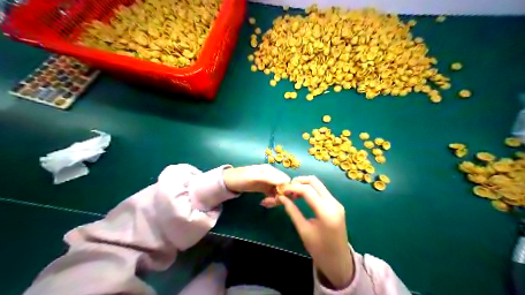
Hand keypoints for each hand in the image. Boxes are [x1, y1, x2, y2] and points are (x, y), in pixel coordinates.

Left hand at [220, 163, 288, 204]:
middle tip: (271, 203)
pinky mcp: (266, 188)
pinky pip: (274, 195)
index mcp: (271, 170)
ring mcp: (269, 182)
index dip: (287, 190)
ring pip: (280, 192)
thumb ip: (270, 178)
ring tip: (266, 203)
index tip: (281, 198)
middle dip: (281, 196)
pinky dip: (272, 200)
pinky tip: (265, 204)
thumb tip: (287, 181)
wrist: (229, 182)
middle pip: (284, 187)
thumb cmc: (241, 177)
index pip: (286, 180)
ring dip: (276, 200)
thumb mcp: (255, 177)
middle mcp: (273, 176)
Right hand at [278, 176, 351, 289]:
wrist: (339, 261)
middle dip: (299, 181)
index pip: (307, 190)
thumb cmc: (319, 250)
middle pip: (314, 181)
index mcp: (326, 212)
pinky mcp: (336, 205)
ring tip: (291, 193)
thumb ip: (292, 211)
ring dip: (304, 185)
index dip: (292, 187)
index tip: (280, 190)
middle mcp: (334, 203)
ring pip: (318, 185)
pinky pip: (321, 191)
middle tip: (286, 188)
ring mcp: (336, 203)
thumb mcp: (303, 230)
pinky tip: (301, 196)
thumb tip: (281, 197)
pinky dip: (310, 190)